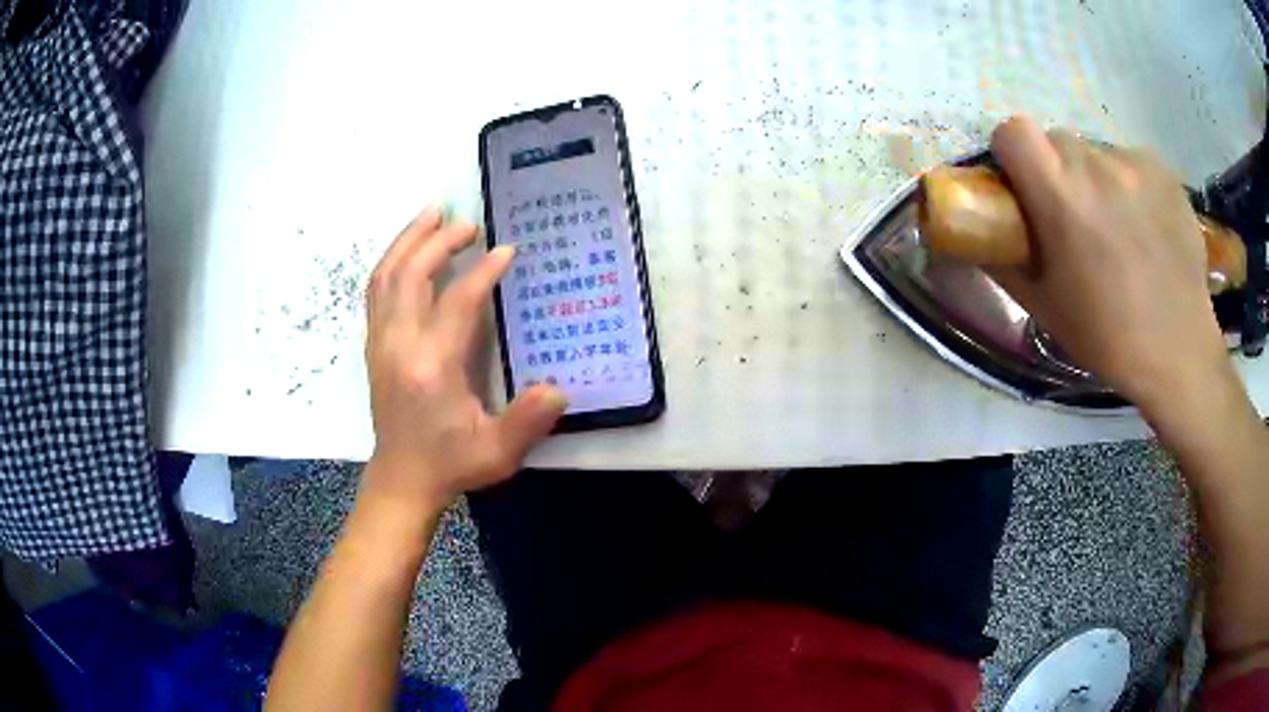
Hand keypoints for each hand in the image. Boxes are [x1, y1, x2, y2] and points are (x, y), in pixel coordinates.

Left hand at [362, 207, 566, 514]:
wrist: (402, 478)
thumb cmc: (451, 463)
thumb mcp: (496, 453)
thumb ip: (527, 420)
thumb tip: (558, 389)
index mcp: (432, 367)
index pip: (456, 302)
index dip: (482, 272)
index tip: (507, 250)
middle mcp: (399, 346)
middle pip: (411, 275)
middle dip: (439, 241)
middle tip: (469, 223)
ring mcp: (380, 343)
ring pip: (386, 276)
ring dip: (408, 240)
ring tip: (432, 214)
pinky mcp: (373, 345)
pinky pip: (376, 290)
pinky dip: (391, 261)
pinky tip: (408, 250)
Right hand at [989, 116, 1233, 415]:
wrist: (1179, 352)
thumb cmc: (1107, 337)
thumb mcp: (1043, 306)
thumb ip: (1003, 256)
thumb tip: (979, 228)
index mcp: (1060, 195)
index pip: (1013, 131)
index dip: (1013, 155)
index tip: (1025, 187)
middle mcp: (1095, 164)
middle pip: (1057, 141)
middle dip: (1057, 171)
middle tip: (1075, 219)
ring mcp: (1134, 163)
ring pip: (1096, 153)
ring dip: (1096, 179)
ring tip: (1118, 230)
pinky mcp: (1162, 169)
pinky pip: (1130, 163)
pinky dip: (1129, 186)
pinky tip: (1146, 228)